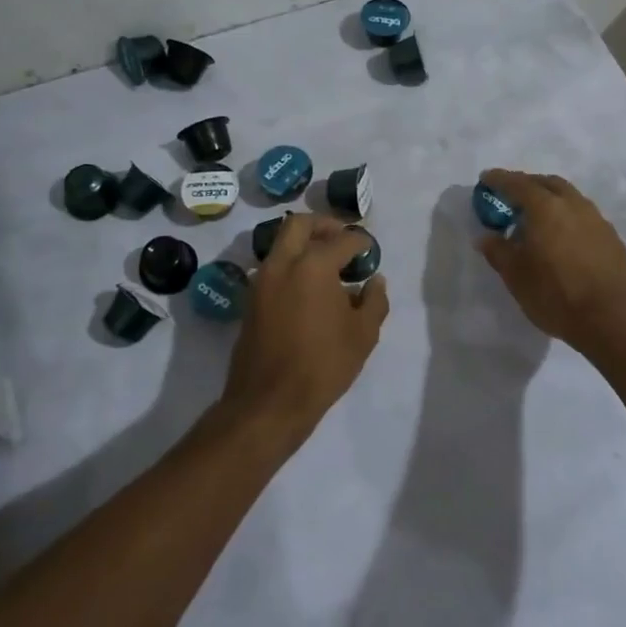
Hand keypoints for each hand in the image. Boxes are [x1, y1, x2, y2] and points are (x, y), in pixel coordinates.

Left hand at [221, 214, 388, 447]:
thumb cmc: (323, 365)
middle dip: (323, 225)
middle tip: (342, 240)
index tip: (369, 250)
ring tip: (328, 266)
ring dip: (304, 244)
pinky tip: (310, 289)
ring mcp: (261, 280)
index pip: (342, 240)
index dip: (360, 242)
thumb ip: (374, 301)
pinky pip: (274, 267)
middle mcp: (282, 263)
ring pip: (281, 244)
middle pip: (299, 224)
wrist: (269, 402)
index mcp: (313, 265)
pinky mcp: (251, 300)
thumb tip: (374, 281)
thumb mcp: (363, 335)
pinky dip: (292, 265)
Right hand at [476, 169, 625, 357]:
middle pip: (547, 183)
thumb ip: (498, 251)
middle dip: (527, 184)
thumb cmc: (556, 295)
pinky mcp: (611, 237)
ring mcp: (596, 219)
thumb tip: (486, 237)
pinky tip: (561, 238)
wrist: (612, 319)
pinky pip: (583, 216)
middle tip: (511, 197)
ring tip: (536, 219)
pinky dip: (567, 216)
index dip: (498, 179)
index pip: (517, 183)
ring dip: (550, 199)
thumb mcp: (516, 276)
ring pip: (569, 197)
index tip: (485, 179)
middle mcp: (573, 204)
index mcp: (545, 207)